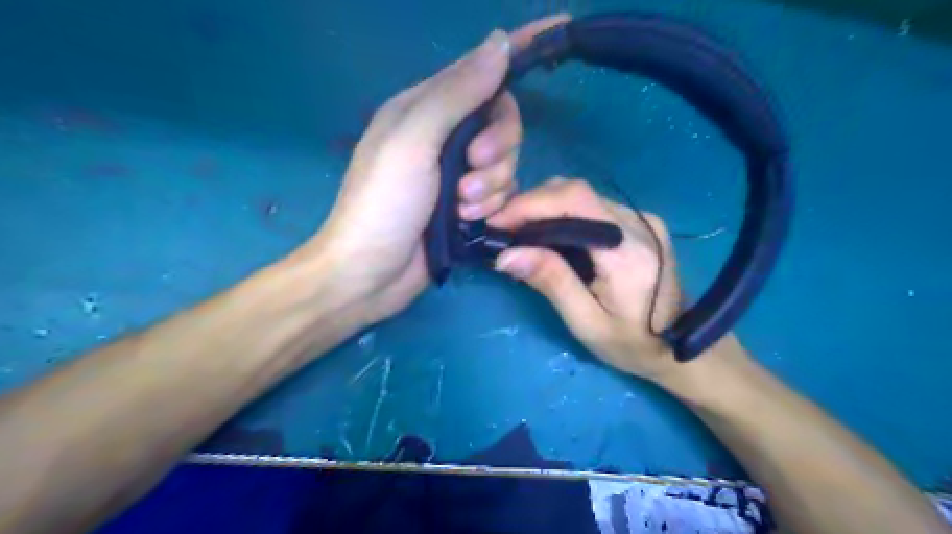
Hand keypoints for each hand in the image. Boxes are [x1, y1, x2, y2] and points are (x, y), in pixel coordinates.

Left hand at [293, 14, 572, 325]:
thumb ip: (456, 94)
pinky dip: (491, 207)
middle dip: (497, 149)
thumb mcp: (413, 140)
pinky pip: (502, 194)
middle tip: (472, 173)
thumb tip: (500, 43)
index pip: (480, 71)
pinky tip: (468, 221)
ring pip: (506, 162)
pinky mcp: (468, 206)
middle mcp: (444, 136)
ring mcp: (458, 173)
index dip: (517, 53)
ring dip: (491, 186)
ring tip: (463, 207)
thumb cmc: (382, 203)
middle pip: (502, 122)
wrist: (371, 273)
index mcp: (425, 108)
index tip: (560, 30)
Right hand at [490, 178, 684, 379]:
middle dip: (532, 203)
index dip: (530, 203)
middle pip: (576, 191)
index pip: (575, 200)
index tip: (497, 222)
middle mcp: (639, 223)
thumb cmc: (632, 343)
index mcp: (628, 250)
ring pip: (581, 195)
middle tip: (502, 229)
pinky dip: (561, 213)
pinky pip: (592, 205)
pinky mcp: (640, 221)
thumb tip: (506, 254)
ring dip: (544, 207)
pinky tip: (546, 232)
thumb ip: (551, 282)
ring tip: (518, 231)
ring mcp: (642, 218)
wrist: (680, 347)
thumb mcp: (586, 322)